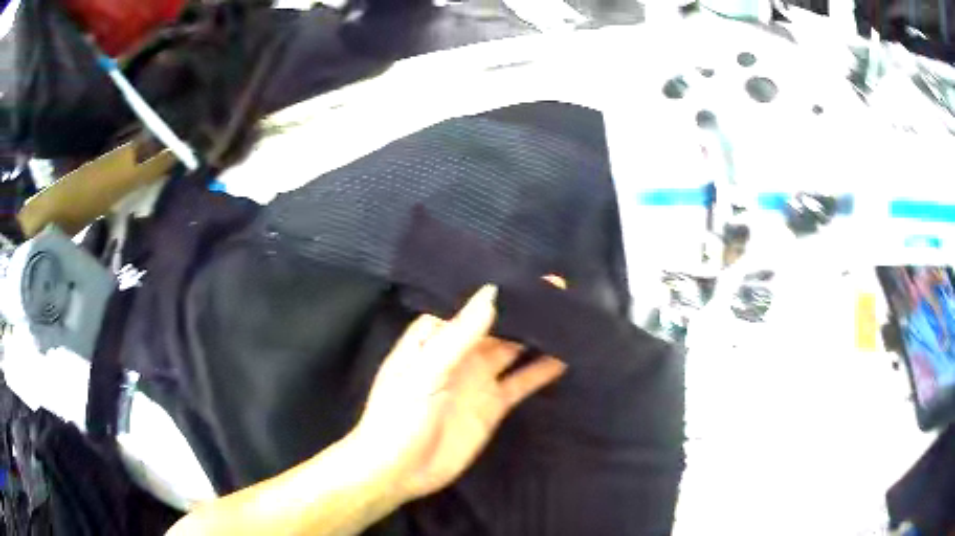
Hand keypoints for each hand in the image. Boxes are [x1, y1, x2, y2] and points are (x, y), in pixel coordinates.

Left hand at [352, 284, 567, 501]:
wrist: (399, 471)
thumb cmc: (399, 416)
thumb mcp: (425, 371)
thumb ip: (459, 335)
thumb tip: (491, 294)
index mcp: (433, 338)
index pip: (467, 304)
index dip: (494, 289)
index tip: (526, 271)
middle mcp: (458, 354)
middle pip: (494, 325)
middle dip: (521, 308)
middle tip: (557, 287)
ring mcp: (477, 380)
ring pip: (511, 350)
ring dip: (535, 335)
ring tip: (567, 315)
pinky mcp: (492, 405)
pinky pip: (520, 382)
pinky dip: (540, 370)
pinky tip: (564, 356)